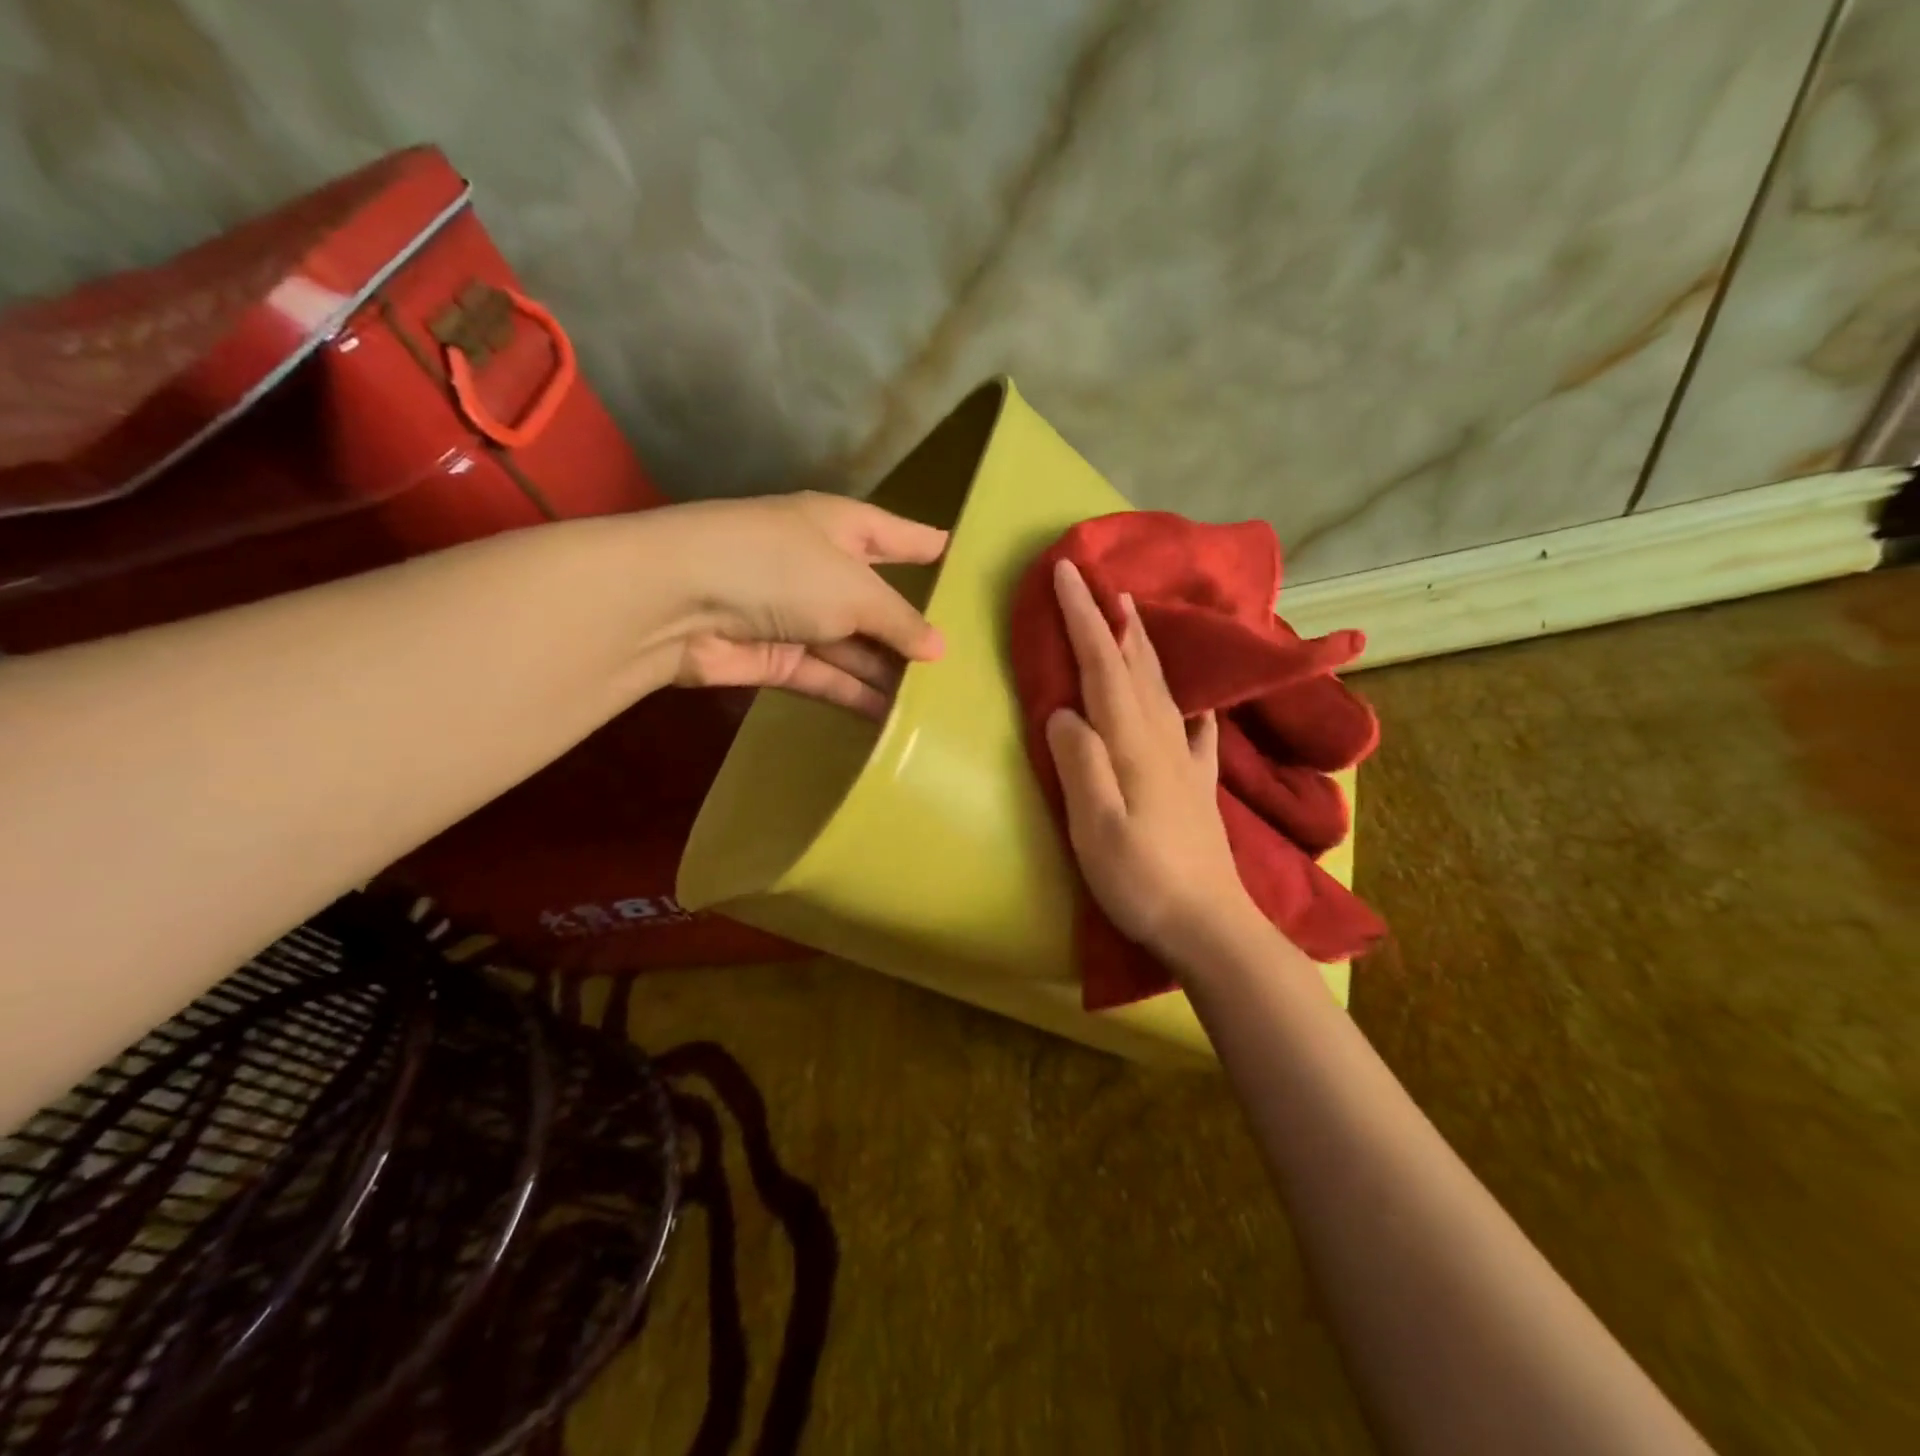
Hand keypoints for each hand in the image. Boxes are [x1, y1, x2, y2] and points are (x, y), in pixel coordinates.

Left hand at [661, 492, 947, 718]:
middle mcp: (821, 568)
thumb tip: (939, 649)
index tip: (958, 557)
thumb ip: (899, 621)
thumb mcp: (855, 590)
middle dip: (913, 628)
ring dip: (888, 671)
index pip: (894, 534)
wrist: (679, 600)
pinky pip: (828, 677)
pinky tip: (893, 717)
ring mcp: (798, 615)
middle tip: (963, 660)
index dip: (925, 545)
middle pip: (877, 600)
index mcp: (840, 527)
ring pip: (855, 646)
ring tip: (936, 700)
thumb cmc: (782, 569)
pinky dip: (856, 694)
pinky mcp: (777, 658)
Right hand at [1044, 558, 1261, 966]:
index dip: (1083, 616)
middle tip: (1101, 581)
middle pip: (1135, 667)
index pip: (1102, 665)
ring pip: (1162, 690)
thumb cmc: (1142, 879)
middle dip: (1113, 620)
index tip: (1067, 572)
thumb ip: (1078, 762)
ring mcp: (1185, 763)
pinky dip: (1189, 710)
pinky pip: (1195, 734)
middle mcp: (1162, 740)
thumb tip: (1062, 712)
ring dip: (1145, 649)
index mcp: (1133, 743)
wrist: (1210, 926)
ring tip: (1135, 619)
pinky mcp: (1197, 788)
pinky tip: (1196, 709)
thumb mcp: (1095, 826)